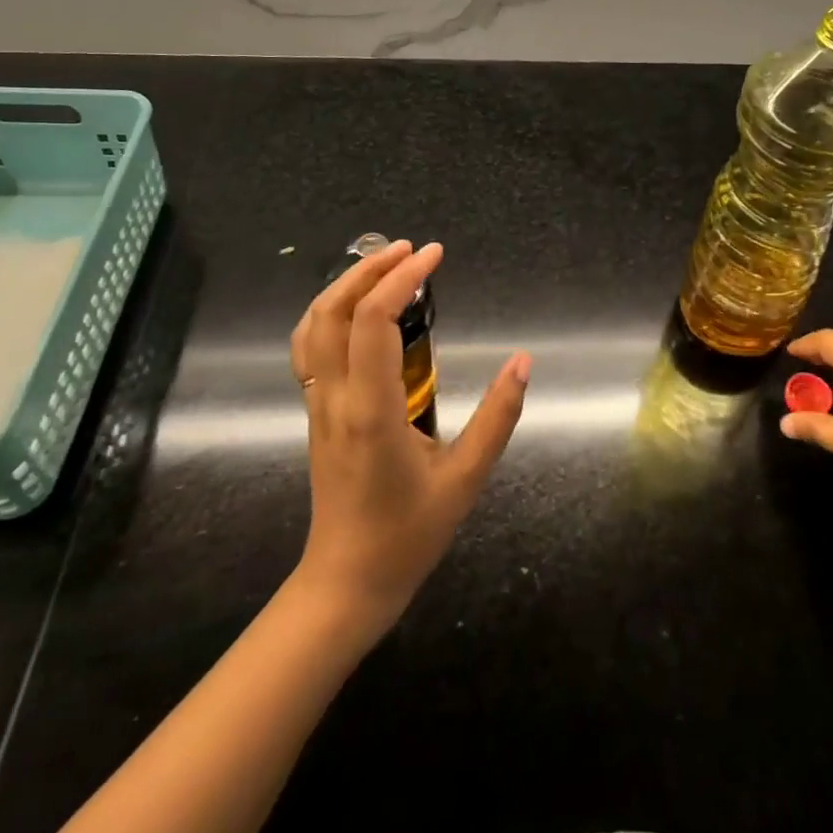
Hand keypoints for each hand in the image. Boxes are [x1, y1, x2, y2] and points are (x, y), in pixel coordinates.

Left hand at [288, 240, 529, 638]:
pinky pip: (309, 349)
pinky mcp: (315, 413)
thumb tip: (523, 362)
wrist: (347, 583)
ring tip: (383, 266)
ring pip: (311, 327)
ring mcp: (317, 405)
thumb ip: (498, 417)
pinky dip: (329, 313)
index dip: (400, 278)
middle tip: (410, 249)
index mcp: (371, 410)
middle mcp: (335, 398)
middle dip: (368, 269)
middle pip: (332, 312)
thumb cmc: (408, 534)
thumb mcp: (466, 479)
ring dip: (343, 286)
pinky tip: (357, 309)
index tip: (434, 255)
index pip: (372, 321)